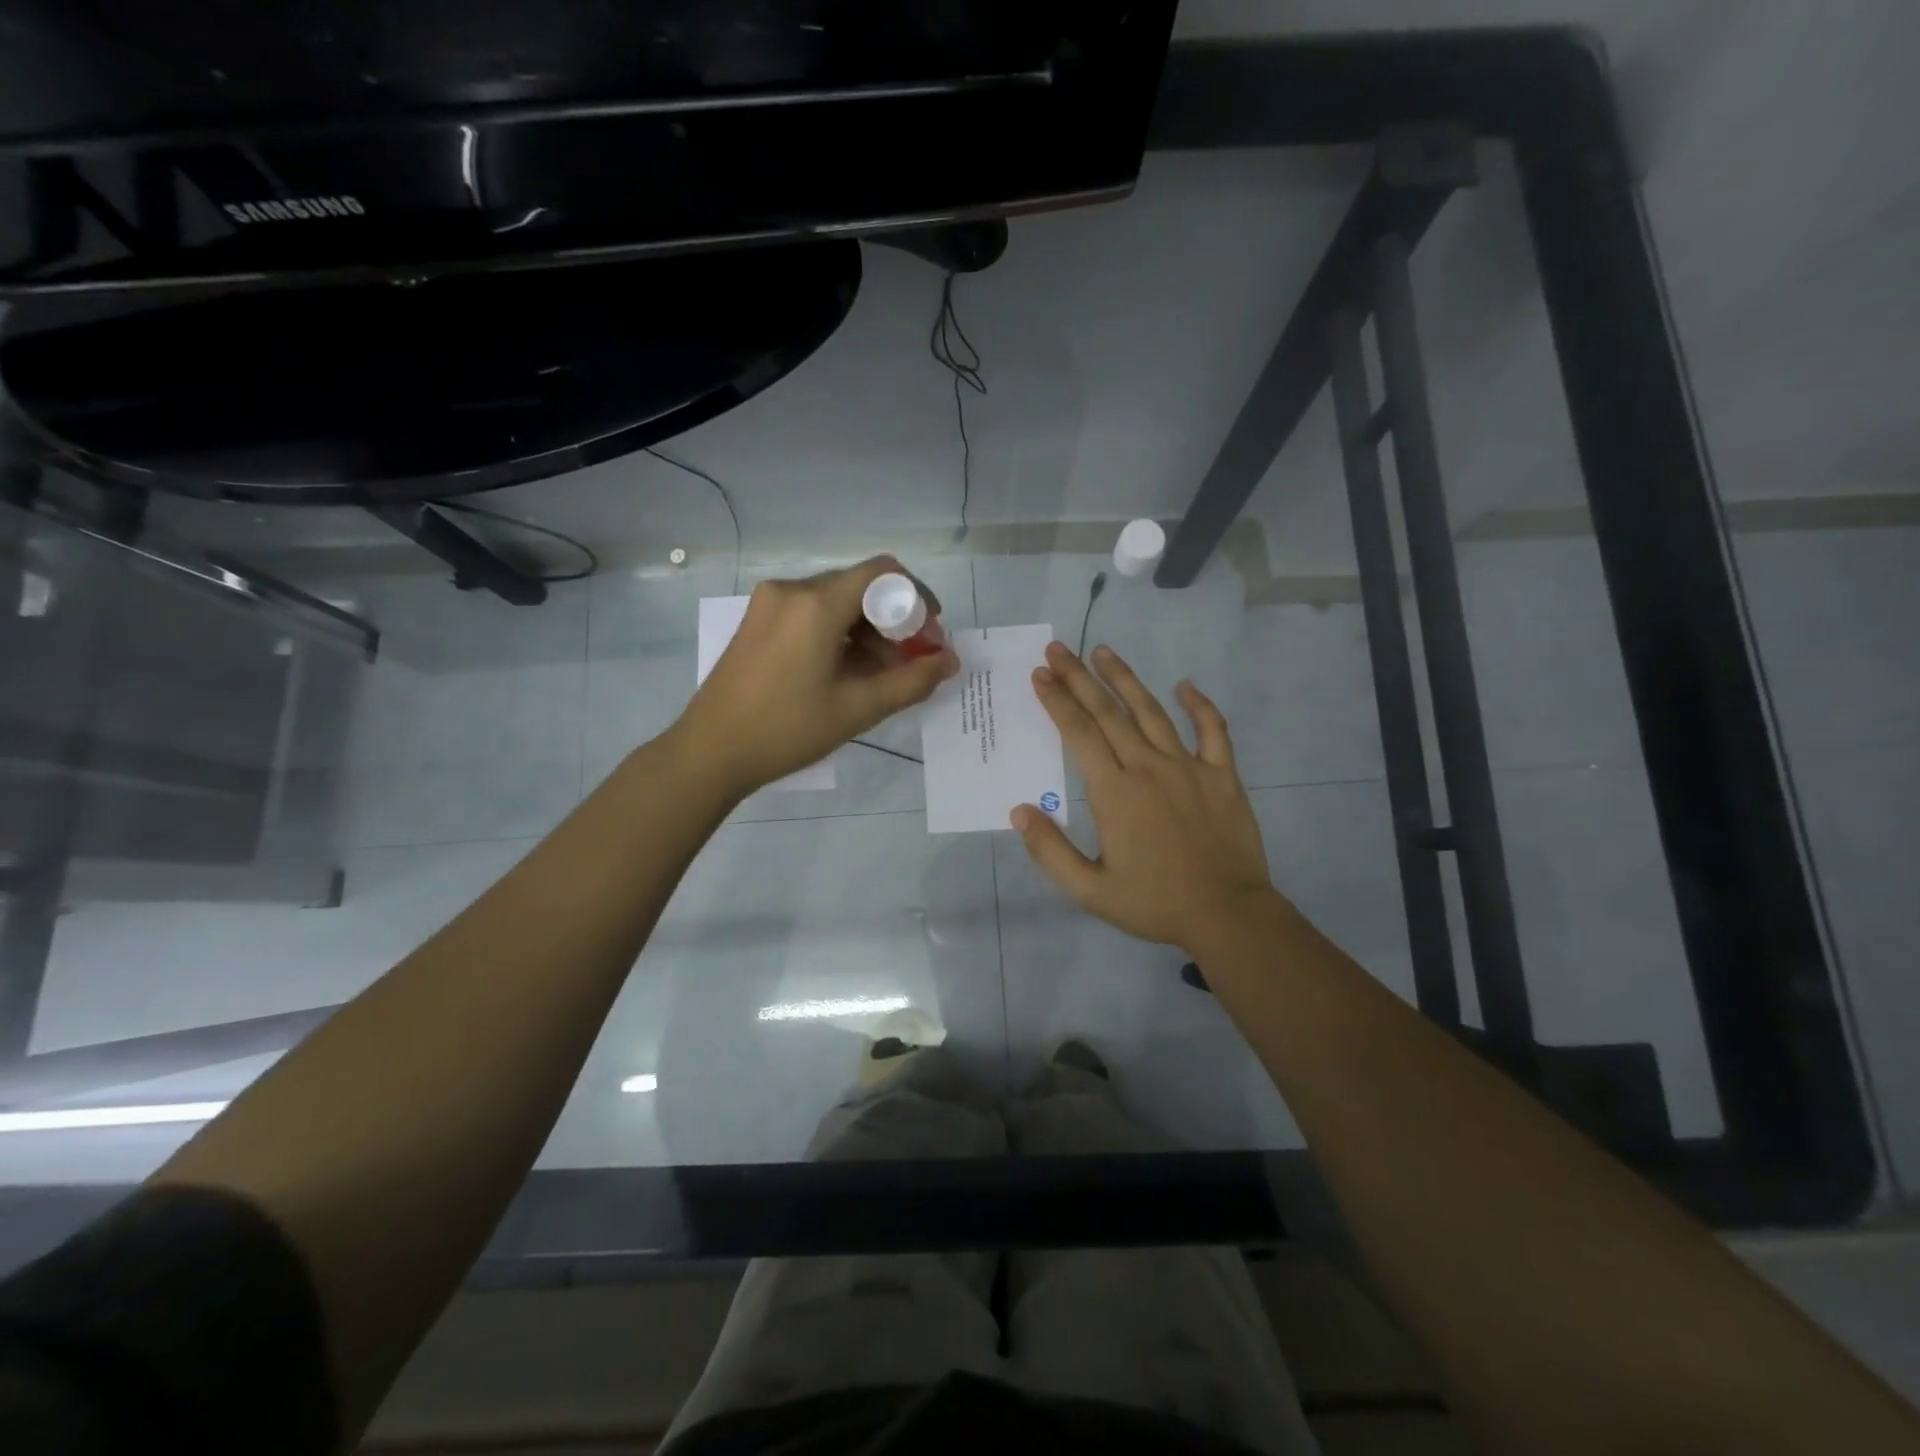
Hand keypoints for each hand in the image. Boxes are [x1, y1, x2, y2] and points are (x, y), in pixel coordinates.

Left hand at [674, 556, 958, 797]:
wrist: (710, 752)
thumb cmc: (787, 729)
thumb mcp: (858, 708)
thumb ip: (912, 681)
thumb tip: (949, 661)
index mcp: (816, 603)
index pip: (883, 573)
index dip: (916, 596)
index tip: (931, 631)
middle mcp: (792, 590)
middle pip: (859, 589)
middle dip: (893, 622)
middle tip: (911, 662)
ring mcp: (769, 604)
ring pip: (836, 604)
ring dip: (866, 633)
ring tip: (880, 678)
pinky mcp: (757, 621)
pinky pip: (811, 615)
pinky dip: (838, 636)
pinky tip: (846, 673)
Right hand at [1011, 642, 1277, 952]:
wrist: (1228, 916)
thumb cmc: (1155, 903)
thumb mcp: (1090, 890)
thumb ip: (1050, 851)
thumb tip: (1019, 811)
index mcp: (1114, 792)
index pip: (1079, 734)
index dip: (1057, 701)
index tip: (1040, 675)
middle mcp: (1148, 768)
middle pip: (1108, 712)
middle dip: (1079, 678)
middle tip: (1059, 649)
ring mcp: (1189, 767)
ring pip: (1152, 711)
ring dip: (1125, 679)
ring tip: (1103, 651)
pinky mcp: (1223, 775)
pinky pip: (1213, 731)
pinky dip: (1200, 705)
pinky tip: (1186, 685)